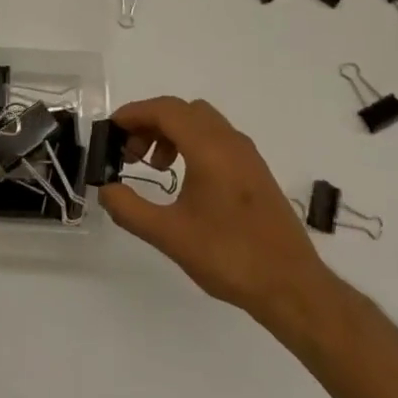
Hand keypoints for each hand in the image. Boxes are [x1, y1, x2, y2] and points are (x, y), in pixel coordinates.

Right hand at [100, 96, 333, 323]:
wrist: (292, 286)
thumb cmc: (229, 256)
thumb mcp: (169, 235)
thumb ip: (130, 209)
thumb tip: (105, 190)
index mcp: (209, 147)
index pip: (165, 110)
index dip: (134, 114)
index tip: (111, 130)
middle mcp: (230, 141)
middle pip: (182, 110)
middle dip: (150, 123)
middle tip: (129, 153)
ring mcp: (247, 155)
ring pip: (201, 122)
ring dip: (172, 133)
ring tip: (155, 167)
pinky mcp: (256, 171)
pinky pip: (217, 139)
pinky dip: (192, 144)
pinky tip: (184, 180)